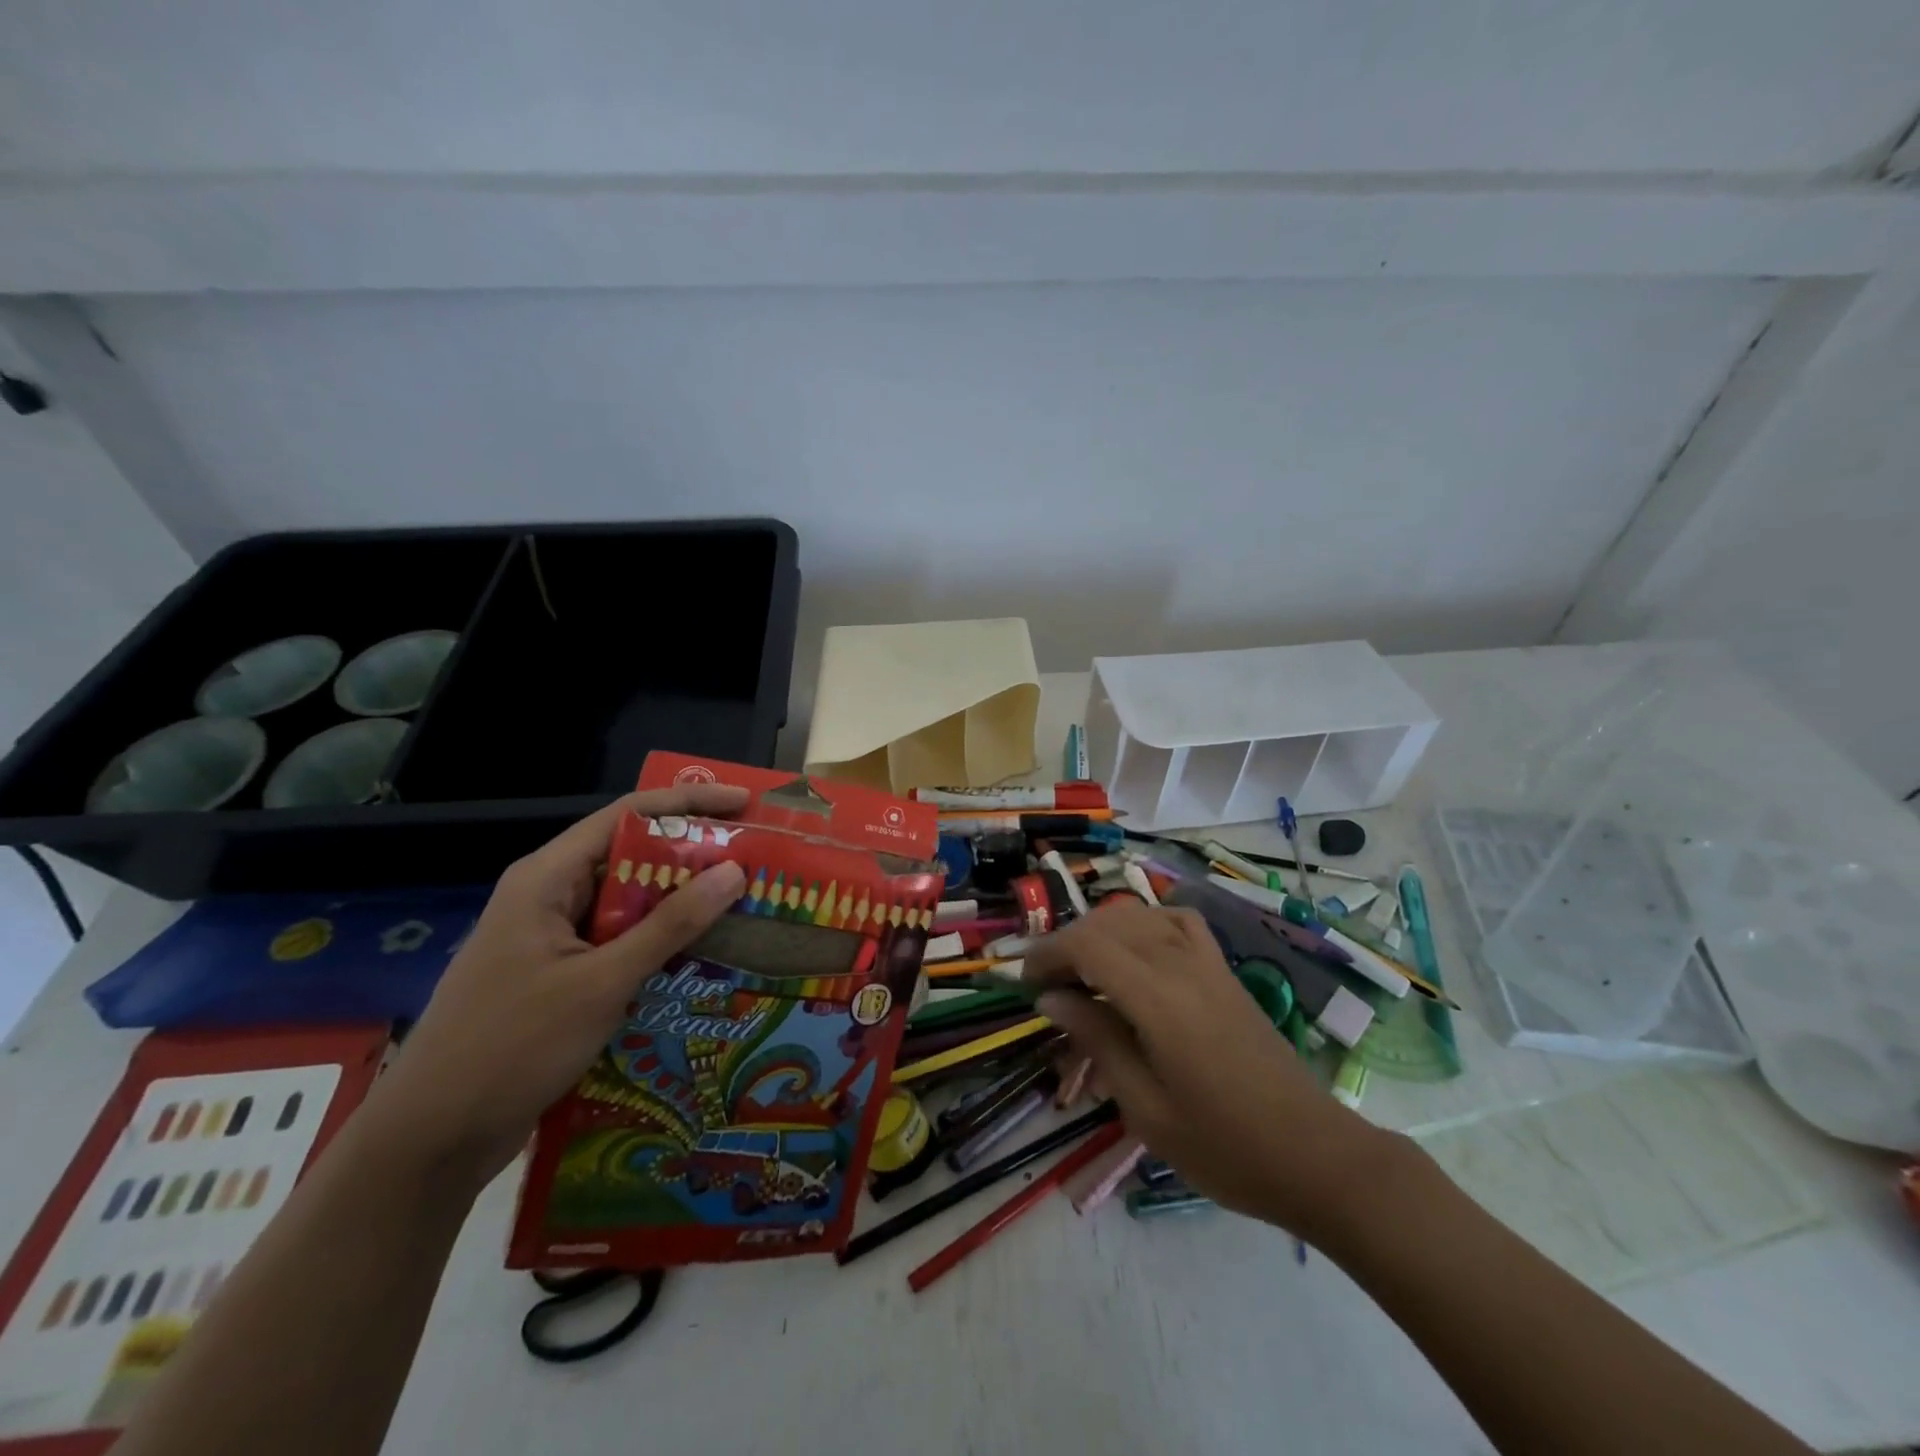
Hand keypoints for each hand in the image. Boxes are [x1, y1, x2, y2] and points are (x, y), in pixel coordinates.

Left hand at [368, 784, 749, 1184]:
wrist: (429, 1142)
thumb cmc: (511, 1047)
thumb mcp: (602, 982)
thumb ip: (670, 925)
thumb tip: (734, 871)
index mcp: (547, 878)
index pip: (628, 815)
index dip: (689, 801)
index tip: (744, 804)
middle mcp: (549, 895)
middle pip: (632, 855)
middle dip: (693, 854)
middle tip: (755, 858)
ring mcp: (552, 937)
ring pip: (629, 902)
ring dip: (680, 902)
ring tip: (741, 903)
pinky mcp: (558, 975)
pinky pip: (619, 940)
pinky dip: (659, 941)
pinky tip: (701, 954)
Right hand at [1023, 900, 1392, 1237]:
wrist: (1315, 1155)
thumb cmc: (1224, 1146)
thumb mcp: (1145, 1107)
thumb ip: (1097, 1040)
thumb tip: (1052, 997)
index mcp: (1158, 999)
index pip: (1087, 945)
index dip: (1047, 954)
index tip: (1024, 985)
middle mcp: (1182, 964)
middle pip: (1109, 924)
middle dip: (1066, 945)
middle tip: (1045, 985)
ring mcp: (1209, 963)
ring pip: (1141, 916)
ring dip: (1101, 933)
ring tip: (1081, 970)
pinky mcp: (1225, 972)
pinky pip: (1178, 923)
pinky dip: (1146, 924)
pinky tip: (1137, 951)